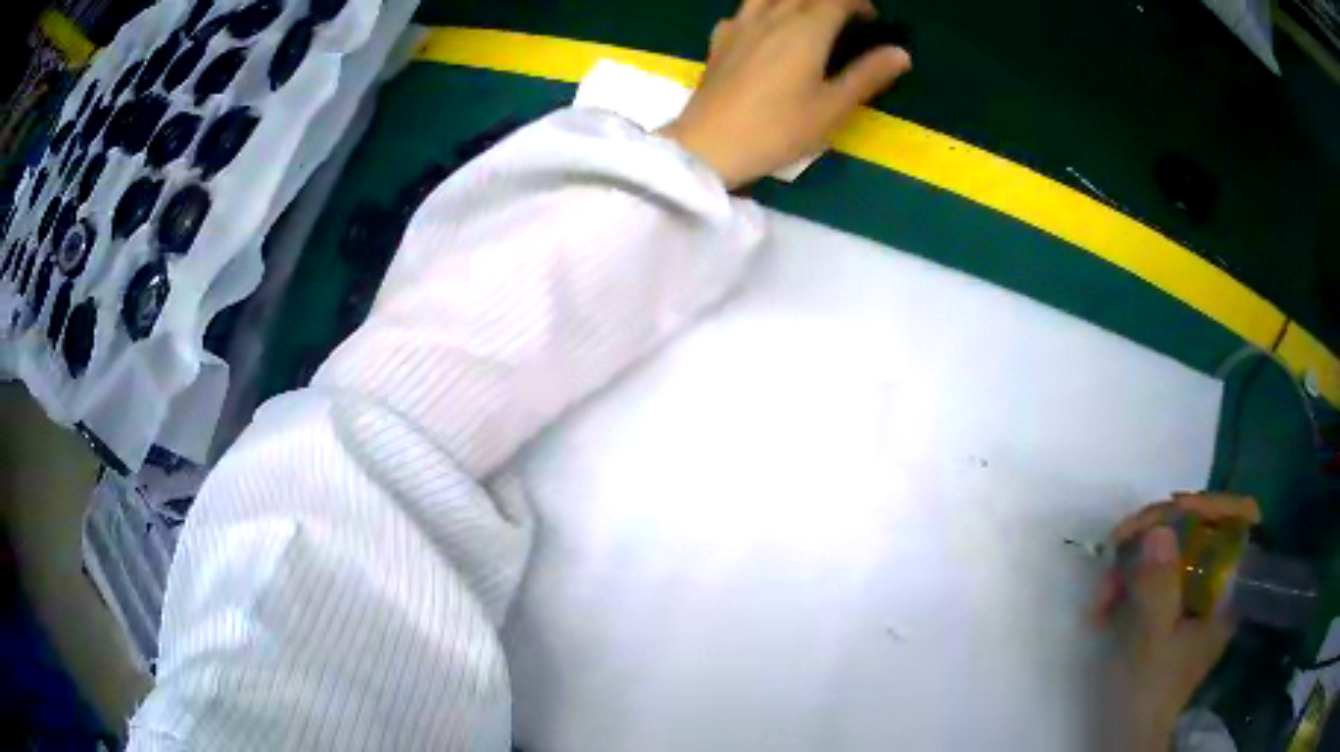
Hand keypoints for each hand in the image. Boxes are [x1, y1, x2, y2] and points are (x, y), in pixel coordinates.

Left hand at [661, 0, 911, 188]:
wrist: (710, 144)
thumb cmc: (779, 128)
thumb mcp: (833, 108)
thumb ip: (868, 76)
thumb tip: (901, 53)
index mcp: (806, 29)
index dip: (858, 3)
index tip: (871, 19)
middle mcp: (772, 17)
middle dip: (829, 0)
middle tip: (844, 18)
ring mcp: (740, 26)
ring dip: (792, 1)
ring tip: (805, 18)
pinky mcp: (718, 41)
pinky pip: (741, 13)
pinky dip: (758, 14)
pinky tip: (761, 31)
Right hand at [1094, 493, 1260, 750]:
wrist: (1128, 735)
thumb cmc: (1148, 692)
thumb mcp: (1152, 642)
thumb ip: (1159, 587)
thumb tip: (1159, 529)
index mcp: (1229, 590)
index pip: (1239, 519)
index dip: (1209, 505)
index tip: (1170, 510)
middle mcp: (1218, 584)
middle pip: (1200, 529)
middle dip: (1156, 534)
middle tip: (1119, 547)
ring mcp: (1194, 596)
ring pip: (1173, 552)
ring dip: (1135, 562)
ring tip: (1102, 594)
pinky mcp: (1172, 607)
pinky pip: (1157, 575)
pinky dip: (1130, 582)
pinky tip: (1105, 604)